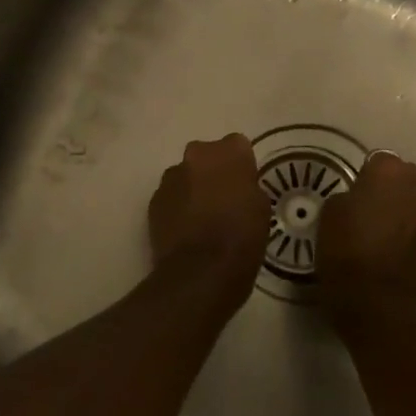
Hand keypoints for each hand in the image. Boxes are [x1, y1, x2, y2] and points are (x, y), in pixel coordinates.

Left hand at [148, 135, 269, 306]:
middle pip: (206, 156)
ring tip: (202, 219)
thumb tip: (237, 187)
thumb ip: (248, 186)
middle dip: (212, 172)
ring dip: (192, 189)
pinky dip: (177, 208)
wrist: (201, 270)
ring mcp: (170, 178)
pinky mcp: (153, 201)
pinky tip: (186, 231)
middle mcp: (196, 155)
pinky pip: (170, 197)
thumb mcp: (261, 208)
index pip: (237, 145)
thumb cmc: (242, 236)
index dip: (241, 165)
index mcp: (228, 152)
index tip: (244, 185)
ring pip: (185, 176)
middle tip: (223, 200)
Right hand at [314, 152, 415, 340]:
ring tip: (387, 239)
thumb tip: (361, 200)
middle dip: (394, 191)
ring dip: (408, 216)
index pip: (381, 160)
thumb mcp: (330, 213)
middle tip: (373, 214)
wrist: (373, 304)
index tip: (357, 194)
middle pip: (408, 180)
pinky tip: (399, 259)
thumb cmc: (344, 252)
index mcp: (390, 174)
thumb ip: (350, 196)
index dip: (368, 176)